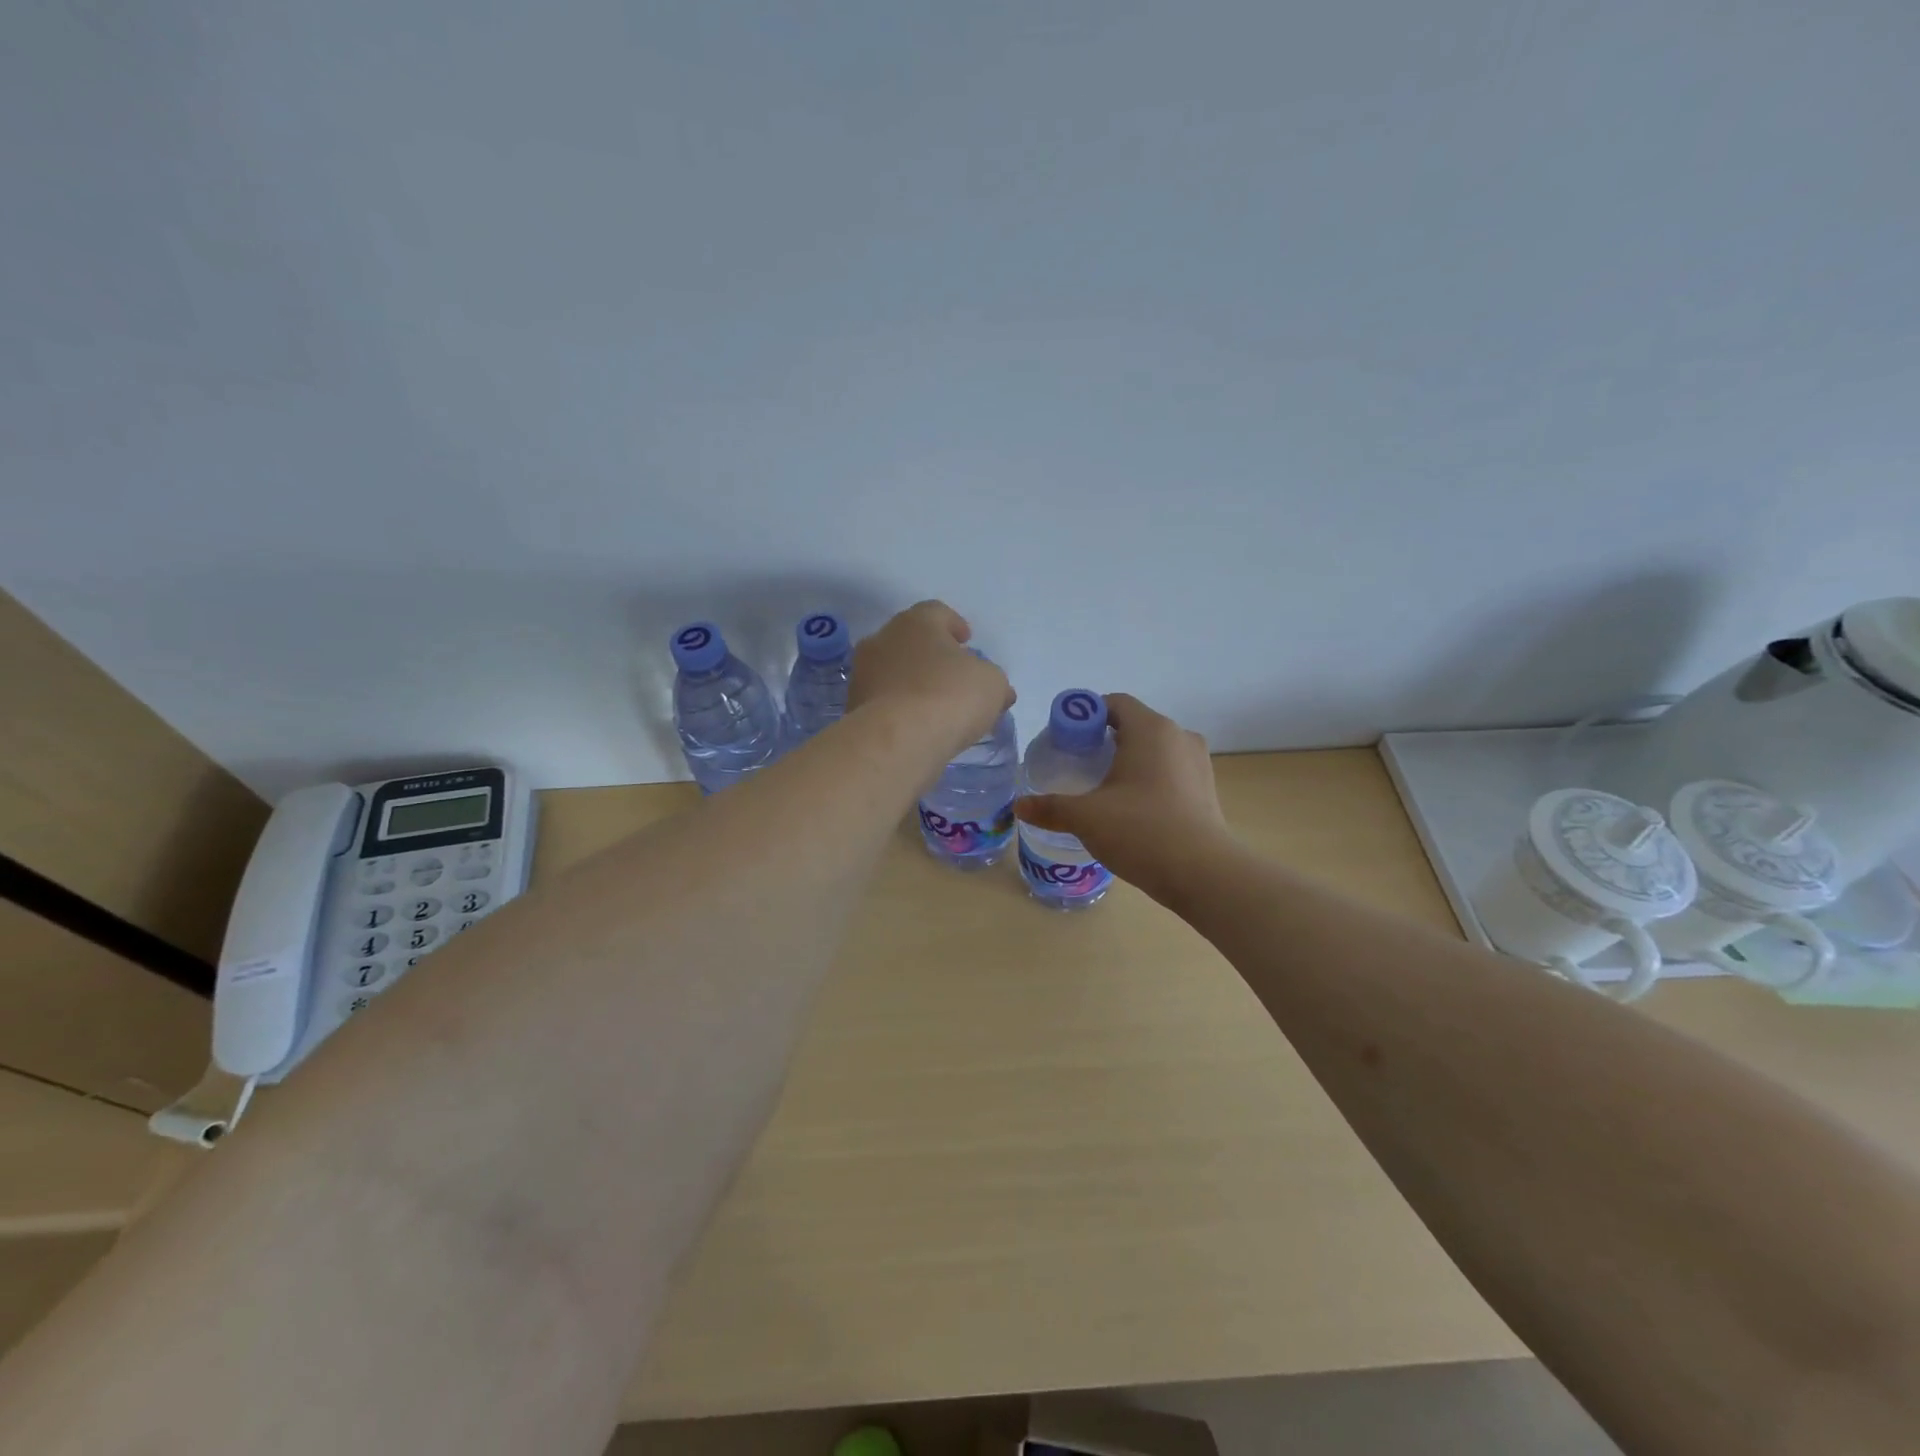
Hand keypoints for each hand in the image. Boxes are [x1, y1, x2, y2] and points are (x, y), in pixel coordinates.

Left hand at [847, 601, 1013, 760]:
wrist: (897, 740)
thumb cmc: (950, 696)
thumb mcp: (992, 684)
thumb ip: (993, 680)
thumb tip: (996, 691)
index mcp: (916, 622)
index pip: (937, 612)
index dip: (954, 625)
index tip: (966, 640)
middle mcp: (882, 639)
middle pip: (911, 641)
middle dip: (932, 655)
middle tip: (953, 675)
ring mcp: (863, 674)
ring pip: (894, 672)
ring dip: (913, 683)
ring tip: (936, 707)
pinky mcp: (853, 708)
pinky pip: (884, 702)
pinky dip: (900, 709)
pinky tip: (918, 727)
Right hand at [1014, 693, 1230, 902]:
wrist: (1203, 873)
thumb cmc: (1141, 830)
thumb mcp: (1086, 817)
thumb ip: (1050, 807)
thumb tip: (1018, 807)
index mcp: (1150, 729)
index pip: (1114, 703)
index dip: (1085, 715)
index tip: (1065, 740)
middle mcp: (1178, 736)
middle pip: (1134, 725)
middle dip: (1104, 740)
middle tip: (1077, 766)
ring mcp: (1198, 763)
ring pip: (1154, 750)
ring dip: (1128, 761)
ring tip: (1103, 789)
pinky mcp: (1206, 789)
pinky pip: (1170, 771)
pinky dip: (1149, 779)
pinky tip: (1132, 809)